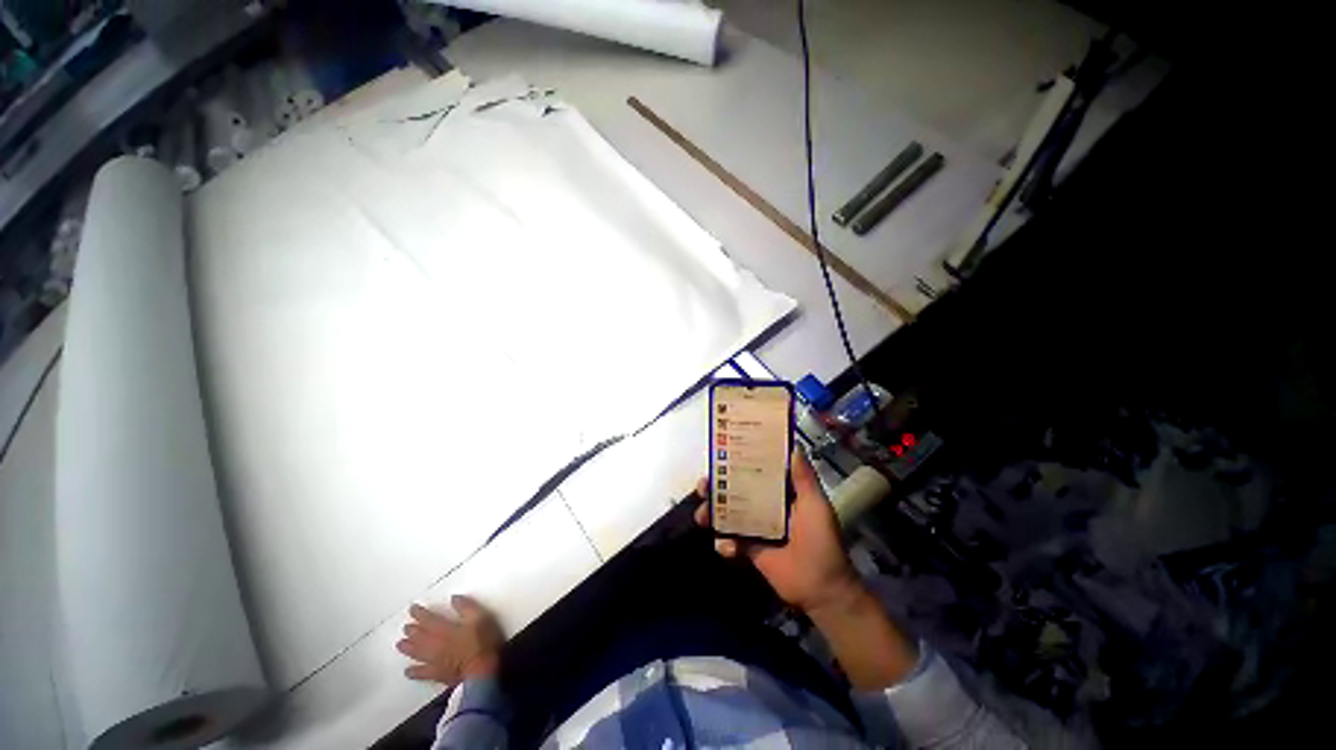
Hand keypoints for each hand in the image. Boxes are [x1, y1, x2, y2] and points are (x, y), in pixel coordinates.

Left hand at [397, 595, 503, 683]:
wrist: (482, 671)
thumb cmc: (483, 642)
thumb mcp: (480, 618)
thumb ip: (467, 607)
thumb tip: (454, 598)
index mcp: (446, 629)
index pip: (429, 620)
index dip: (420, 614)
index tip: (412, 608)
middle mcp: (436, 644)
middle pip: (420, 637)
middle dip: (412, 631)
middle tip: (405, 627)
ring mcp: (435, 661)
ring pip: (418, 653)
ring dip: (408, 648)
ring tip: (400, 644)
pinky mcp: (437, 674)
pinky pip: (422, 673)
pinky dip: (413, 672)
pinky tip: (407, 671)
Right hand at [695, 451, 861, 615]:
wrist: (821, 589)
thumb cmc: (821, 541)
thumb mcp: (815, 505)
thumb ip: (804, 478)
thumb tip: (794, 446)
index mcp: (780, 492)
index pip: (755, 471)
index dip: (737, 462)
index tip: (721, 453)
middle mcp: (765, 506)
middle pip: (734, 490)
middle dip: (716, 487)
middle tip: (703, 485)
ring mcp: (755, 528)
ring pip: (727, 513)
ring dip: (711, 512)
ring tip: (702, 515)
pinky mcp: (749, 549)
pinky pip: (729, 541)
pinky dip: (724, 543)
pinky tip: (727, 547)